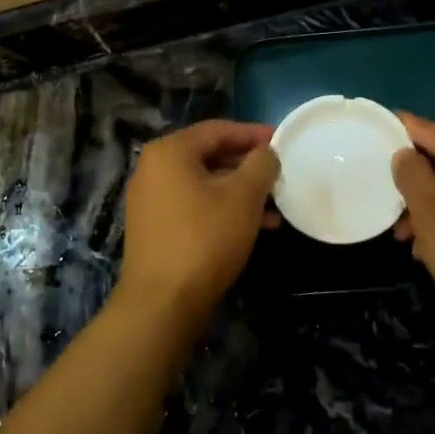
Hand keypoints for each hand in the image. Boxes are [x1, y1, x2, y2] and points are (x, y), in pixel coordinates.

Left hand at [117, 121, 279, 320]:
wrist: (163, 303)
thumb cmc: (205, 239)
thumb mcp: (243, 197)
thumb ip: (260, 165)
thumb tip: (267, 153)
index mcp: (170, 152)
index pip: (218, 130)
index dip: (254, 134)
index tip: (283, 141)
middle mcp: (154, 169)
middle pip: (210, 155)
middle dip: (248, 165)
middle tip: (281, 173)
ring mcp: (151, 201)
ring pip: (205, 184)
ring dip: (241, 191)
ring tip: (277, 204)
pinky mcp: (156, 228)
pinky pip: (195, 206)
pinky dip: (224, 209)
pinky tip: (256, 226)